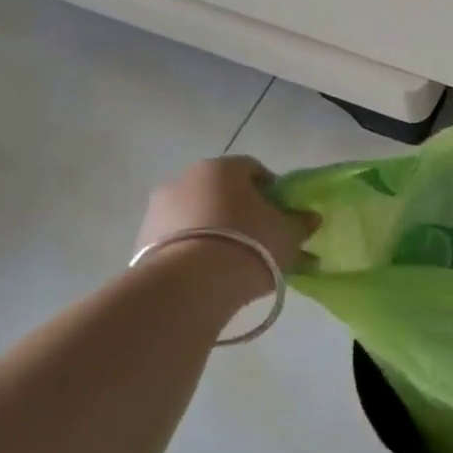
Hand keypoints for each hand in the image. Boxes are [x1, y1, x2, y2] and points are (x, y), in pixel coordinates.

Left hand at [135, 157, 316, 284]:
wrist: (191, 284)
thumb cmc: (251, 245)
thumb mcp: (289, 235)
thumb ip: (301, 223)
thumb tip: (309, 217)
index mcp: (222, 168)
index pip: (254, 169)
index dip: (273, 191)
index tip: (283, 214)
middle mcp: (185, 178)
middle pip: (222, 191)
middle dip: (241, 211)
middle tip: (261, 238)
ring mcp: (158, 208)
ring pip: (198, 214)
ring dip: (216, 230)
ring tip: (236, 261)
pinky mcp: (143, 238)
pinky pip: (179, 238)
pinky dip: (195, 248)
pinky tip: (211, 273)